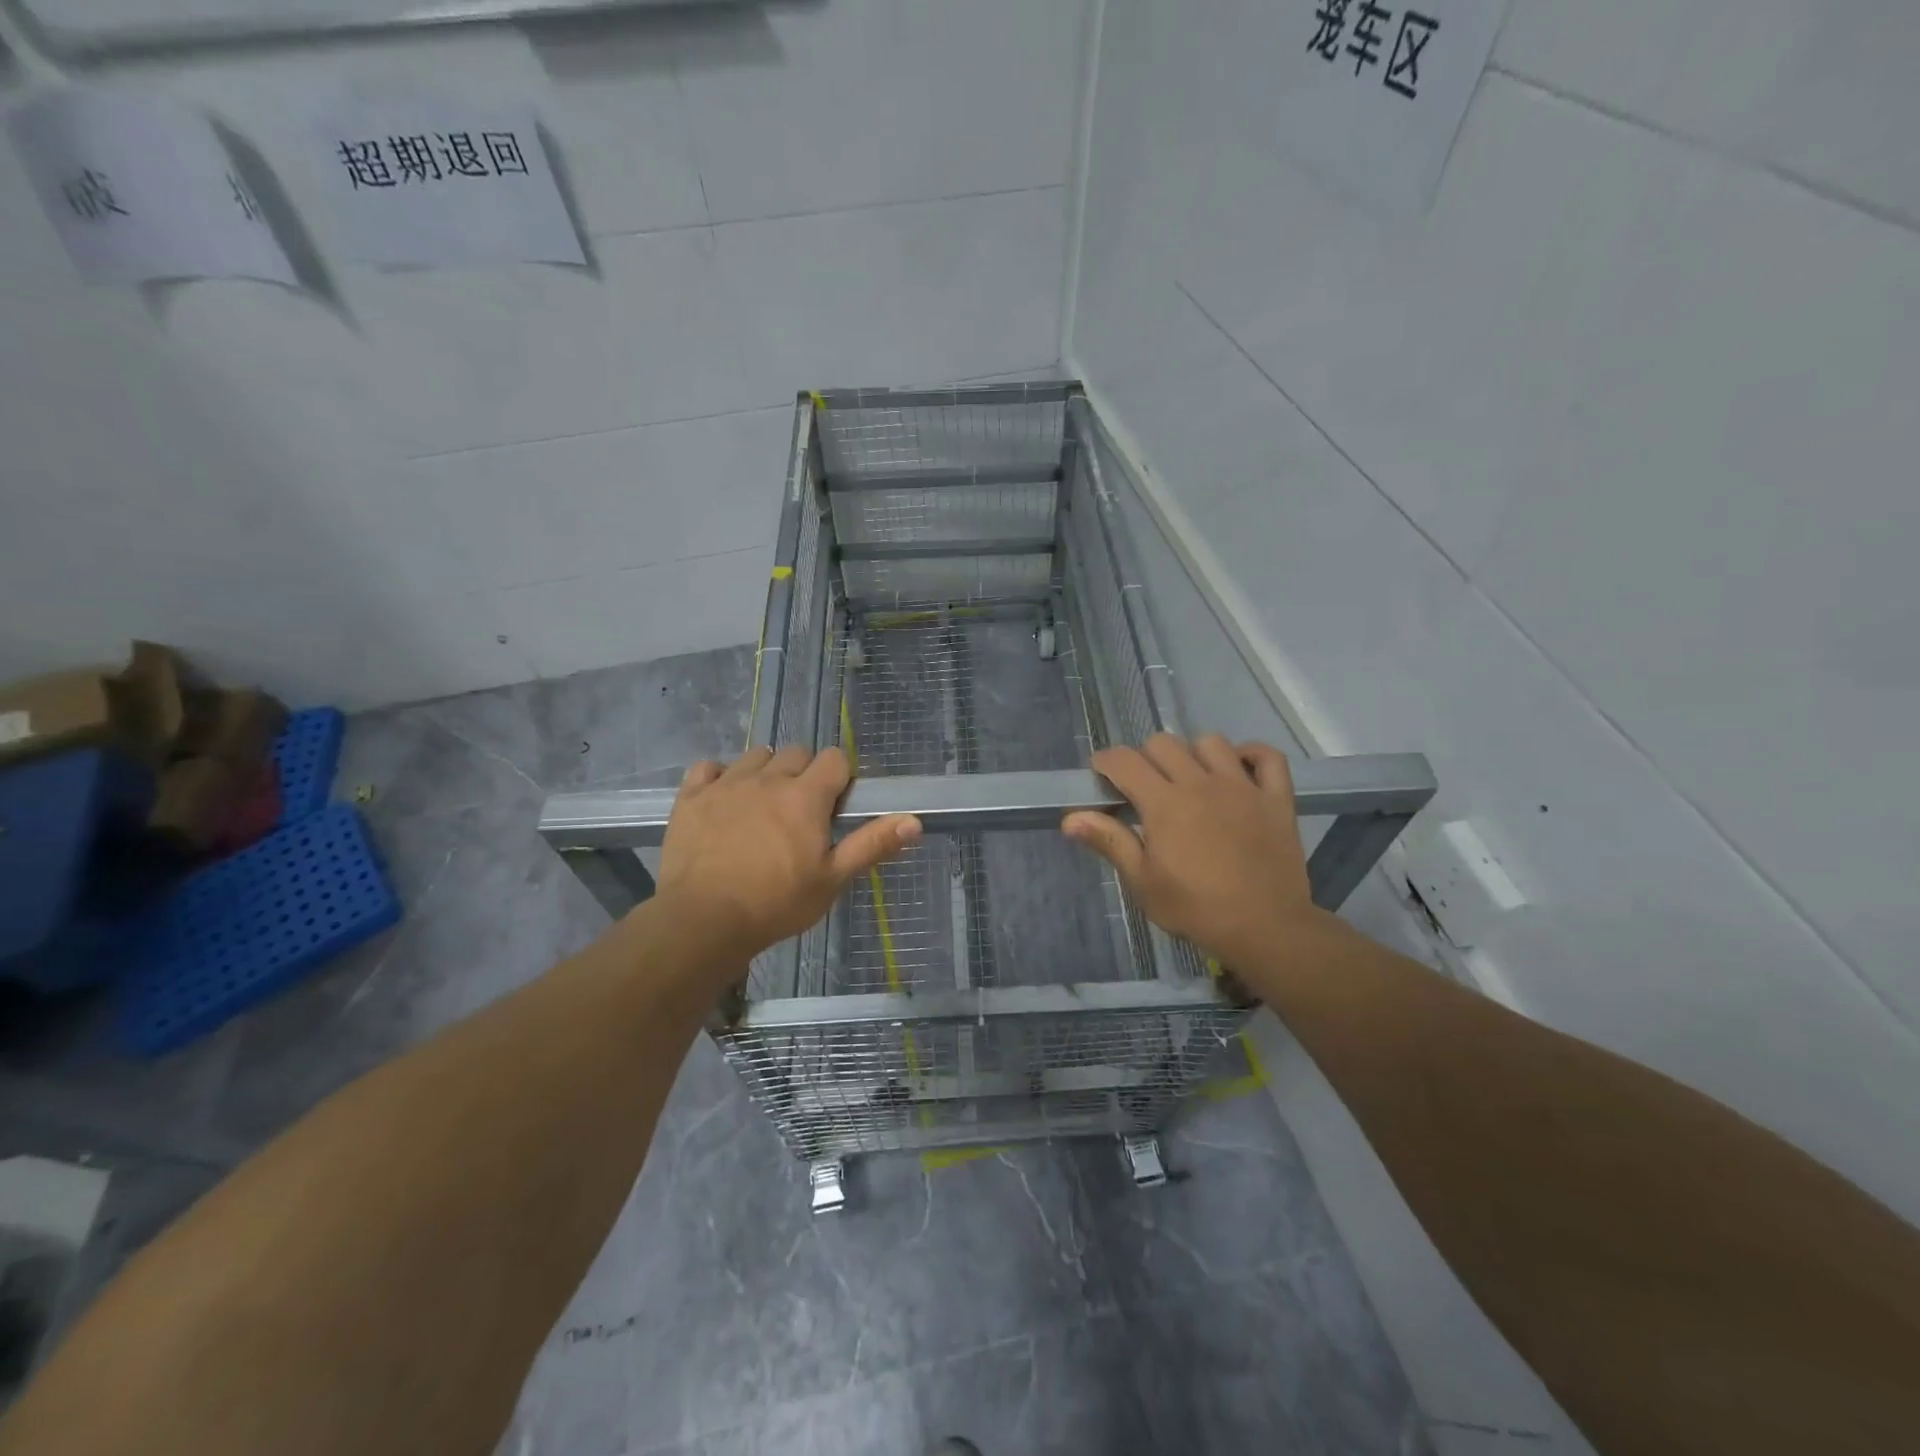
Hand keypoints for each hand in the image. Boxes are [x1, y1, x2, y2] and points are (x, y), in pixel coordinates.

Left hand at [656, 746, 920, 963]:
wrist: (703, 920)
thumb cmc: (776, 903)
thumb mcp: (832, 879)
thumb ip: (872, 845)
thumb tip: (915, 820)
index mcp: (806, 796)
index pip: (834, 758)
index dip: (840, 777)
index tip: (835, 804)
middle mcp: (768, 778)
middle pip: (796, 752)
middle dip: (804, 772)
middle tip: (801, 811)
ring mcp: (726, 783)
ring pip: (755, 756)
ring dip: (765, 772)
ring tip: (762, 805)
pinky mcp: (691, 796)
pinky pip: (708, 767)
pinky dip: (718, 778)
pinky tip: (721, 801)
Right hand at [1063, 734, 1325, 977]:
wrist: (1265, 928)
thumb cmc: (1195, 908)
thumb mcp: (1143, 881)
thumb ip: (1110, 841)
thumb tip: (1070, 818)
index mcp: (1164, 803)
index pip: (1124, 761)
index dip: (1106, 762)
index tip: (1101, 776)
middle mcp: (1201, 783)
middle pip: (1163, 743)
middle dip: (1145, 758)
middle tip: (1145, 787)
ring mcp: (1243, 787)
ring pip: (1211, 742)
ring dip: (1194, 754)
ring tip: (1192, 780)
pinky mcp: (1276, 798)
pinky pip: (1267, 757)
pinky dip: (1252, 756)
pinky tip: (1240, 772)